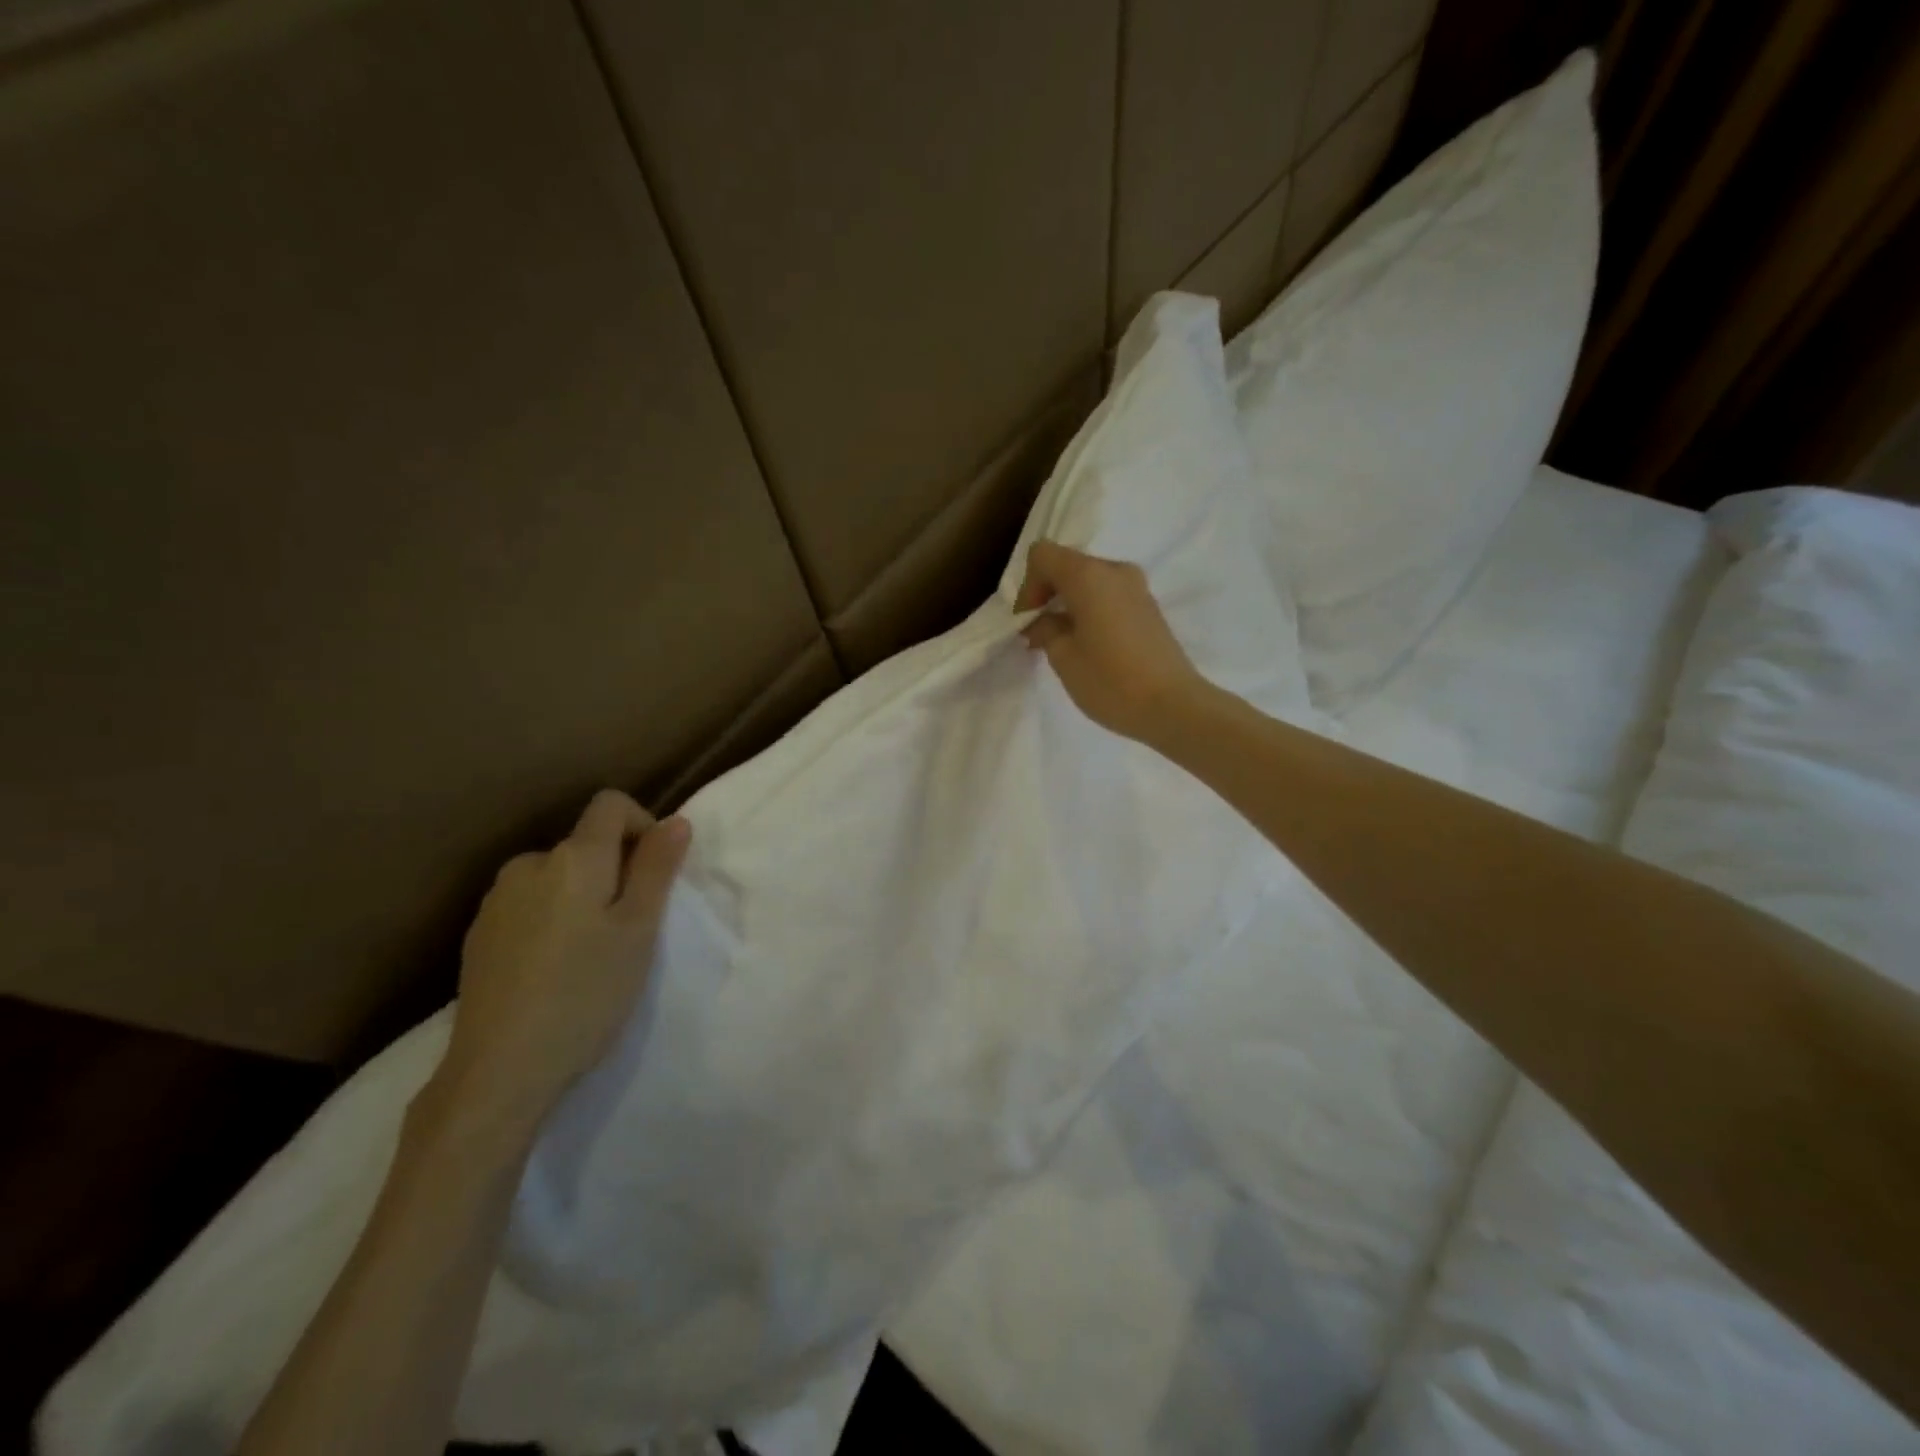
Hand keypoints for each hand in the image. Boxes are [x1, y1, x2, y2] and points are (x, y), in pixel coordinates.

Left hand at [437, 790, 689, 1131]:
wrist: (498, 1071)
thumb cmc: (586, 994)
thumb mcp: (639, 930)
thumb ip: (657, 869)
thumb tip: (675, 820)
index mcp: (574, 858)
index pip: (611, 804)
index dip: (642, 825)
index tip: (655, 874)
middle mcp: (529, 865)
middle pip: (585, 843)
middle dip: (615, 870)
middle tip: (630, 928)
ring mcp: (496, 901)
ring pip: (557, 877)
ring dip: (582, 896)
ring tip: (592, 952)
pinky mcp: (479, 936)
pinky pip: (529, 906)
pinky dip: (552, 919)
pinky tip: (554, 969)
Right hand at [1016, 540, 1206, 743]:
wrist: (1173, 706)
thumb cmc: (1110, 681)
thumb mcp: (1064, 658)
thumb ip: (1045, 629)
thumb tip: (1044, 621)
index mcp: (1089, 575)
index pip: (1043, 554)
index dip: (1028, 584)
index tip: (1028, 620)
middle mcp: (1115, 570)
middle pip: (1068, 565)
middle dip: (1048, 595)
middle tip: (1038, 634)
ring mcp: (1137, 587)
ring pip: (1090, 582)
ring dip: (1069, 604)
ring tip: (1062, 642)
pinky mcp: (1149, 607)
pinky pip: (1109, 596)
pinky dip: (1091, 611)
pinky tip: (1089, 645)